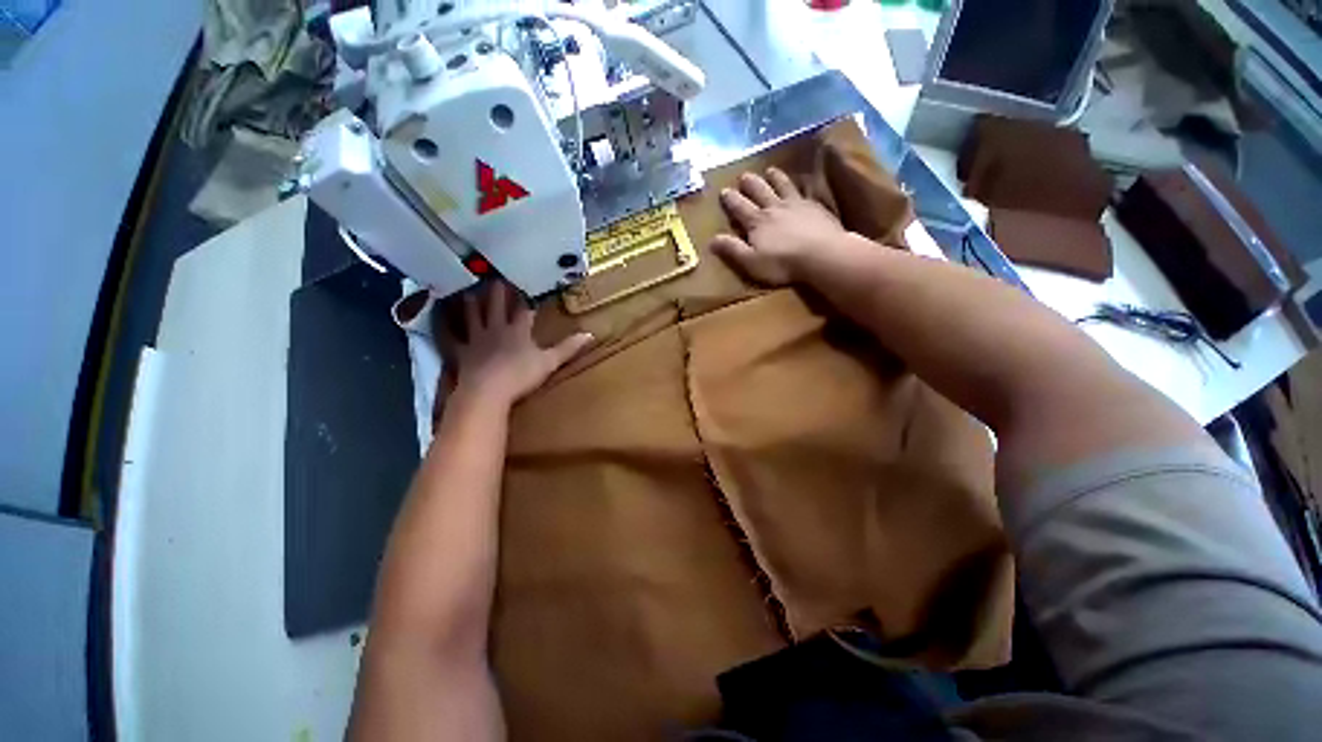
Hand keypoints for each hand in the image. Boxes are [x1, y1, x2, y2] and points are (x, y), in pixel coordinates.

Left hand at [449, 282, 592, 406]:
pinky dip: (446, 327)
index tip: (527, 287)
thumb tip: (591, 334)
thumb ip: (568, 348)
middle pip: (496, 306)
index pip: (523, 311)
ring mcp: (476, 339)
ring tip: (469, 289)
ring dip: (472, 302)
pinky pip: (452, 336)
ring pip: (473, 315)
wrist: (488, 391)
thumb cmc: (521, 375)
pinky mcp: (462, 352)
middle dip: (498, 292)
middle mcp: (496, 329)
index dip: (526, 300)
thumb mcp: (549, 362)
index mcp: (518, 331)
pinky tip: (440, 320)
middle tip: (496, 277)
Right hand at [711, 168, 846, 284]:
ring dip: (775, 177)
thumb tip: (712, 239)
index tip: (724, 191)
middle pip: (760, 191)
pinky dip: (799, 185)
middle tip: (744, 175)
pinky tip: (801, 185)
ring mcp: (796, 205)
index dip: (731, 199)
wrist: (822, 255)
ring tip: (770, 170)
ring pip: (782, 186)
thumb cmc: (782, 263)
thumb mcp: (751, 262)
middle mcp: (774, 208)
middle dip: (750, 183)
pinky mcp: (815, 208)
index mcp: (757, 222)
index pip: (740, 207)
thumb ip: (732, 249)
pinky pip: (804, 192)